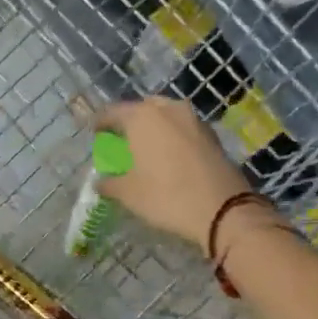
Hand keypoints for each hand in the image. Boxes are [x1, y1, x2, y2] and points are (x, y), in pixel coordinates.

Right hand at [95, 97, 252, 247]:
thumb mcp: (129, 194)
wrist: (223, 209)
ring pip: (166, 116)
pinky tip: (169, 155)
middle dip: (129, 122)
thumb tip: (100, 183)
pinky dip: (172, 137)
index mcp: (142, 117)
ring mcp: (194, 119)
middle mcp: (168, 109)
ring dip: (153, 128)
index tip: (94, 132)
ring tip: (145, 147)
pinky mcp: (211, 134)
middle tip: (121, 139)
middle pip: (141, 109)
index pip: (112, 112)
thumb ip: (110, 184)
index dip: (100, 122)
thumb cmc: (167, 196)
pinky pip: (183, 128)